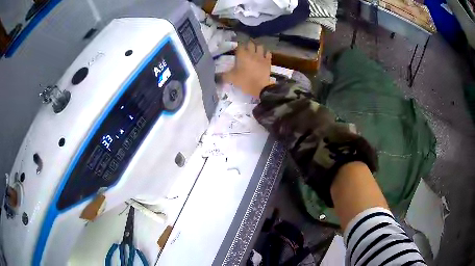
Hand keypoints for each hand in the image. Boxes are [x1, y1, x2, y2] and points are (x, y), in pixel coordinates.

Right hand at [222, 41, 271, 96]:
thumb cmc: (244, 81)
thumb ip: (223, 75)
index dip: (238, 46)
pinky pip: (268, 53)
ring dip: (257, 47)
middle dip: (248, 45)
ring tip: (255, 51)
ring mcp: (261, 56)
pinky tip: (263, 55)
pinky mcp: (268, 61)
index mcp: (242, 55)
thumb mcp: (231, 79)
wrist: (261, 88)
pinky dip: (266, 53)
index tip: (237, 49)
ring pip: (260, 46)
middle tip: (246, 49)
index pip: (240, 45)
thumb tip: (215, 75)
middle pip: (250, 44)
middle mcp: (252, 53)